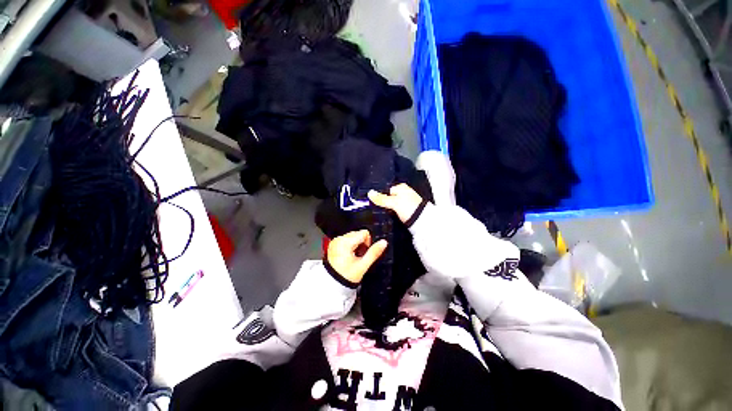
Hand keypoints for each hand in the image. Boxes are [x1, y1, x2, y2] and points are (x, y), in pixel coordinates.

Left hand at [327, 230, 387, 283]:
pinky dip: (349, 247)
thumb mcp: (363, 265)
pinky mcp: (333, 244)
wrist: (333, 285)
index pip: (364, 233)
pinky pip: (346, 240)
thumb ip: (374, 252)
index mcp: (345, 242)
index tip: (364, 254)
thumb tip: (383, 242)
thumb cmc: (346, 276)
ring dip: (355, 245)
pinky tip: (348, 257)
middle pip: (358, 234)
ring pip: (352, 236)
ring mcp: (335, 242)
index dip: (368, 243)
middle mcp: (339, 239)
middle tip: (358, 257)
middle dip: (361, 244)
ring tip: (353, 258)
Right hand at [368, 184, 423, 223]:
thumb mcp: (393, 202)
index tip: (375, 203)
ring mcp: (406, 202)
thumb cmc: (409, 208)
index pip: (386, 190)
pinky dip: (394, 213)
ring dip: (389, 209)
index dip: (380, 197)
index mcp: (401, 187)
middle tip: (379, 210)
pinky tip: (391, 217)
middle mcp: (404, 192)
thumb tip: (369, 193)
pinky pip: (397, 210)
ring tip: (385, 215)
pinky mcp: (408, 210)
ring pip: (393, 205)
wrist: (422, 221)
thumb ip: (381, 198)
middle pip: (389, 197)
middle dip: (384, 203)